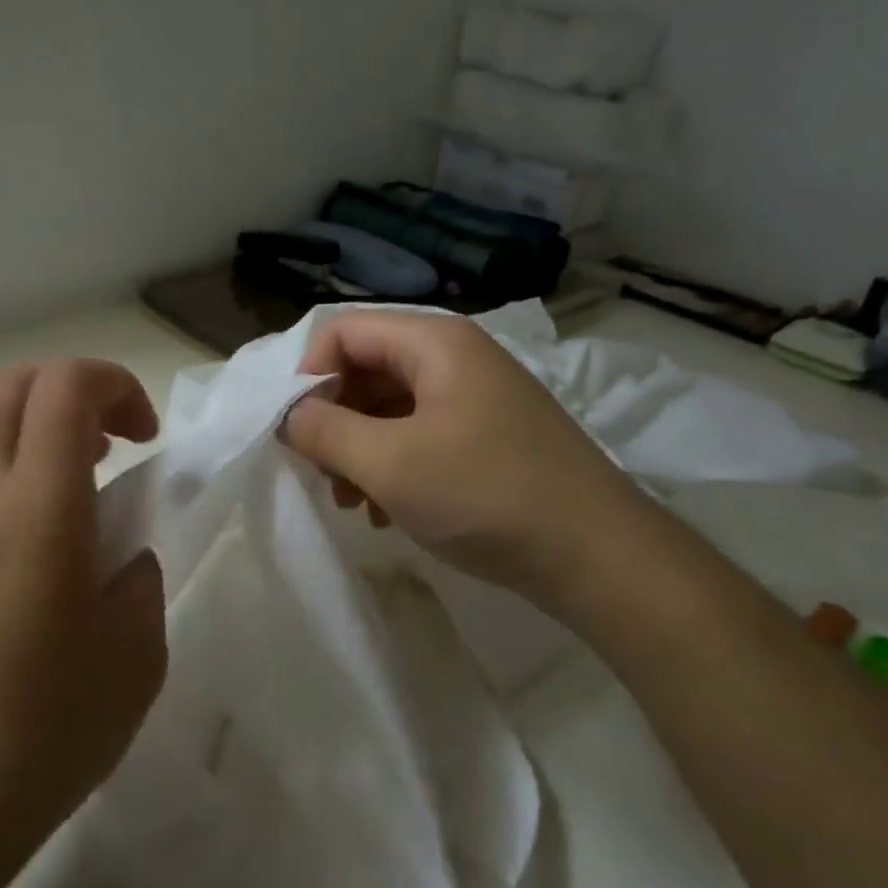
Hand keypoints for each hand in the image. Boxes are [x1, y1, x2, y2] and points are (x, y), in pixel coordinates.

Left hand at [0, 359, 165, 887]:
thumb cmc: (41, 738)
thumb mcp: (135, 658)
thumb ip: (138, 581)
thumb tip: (119, 557)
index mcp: (37, 514)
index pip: (65, 388)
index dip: (116, 384)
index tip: (146, 437)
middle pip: (11, 384)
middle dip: (73, 389)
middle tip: (114, 442)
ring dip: (34, 422)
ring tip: (76, 478)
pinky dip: (4, 463)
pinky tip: (32, 535)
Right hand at [281, 311, 632, 607]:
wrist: (598, 556)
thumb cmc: (486, 496)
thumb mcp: (390, 463)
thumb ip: (324, 431)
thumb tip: (289, 414)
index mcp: (434, 342)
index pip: (343, 331)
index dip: (308, 375)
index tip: (296, 431)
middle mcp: (456, 356)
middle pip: (367, 367)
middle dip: (334, 419)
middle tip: (322, 474)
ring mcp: (476, 396)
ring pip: (391, 406)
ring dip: (360, 449)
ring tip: (352, 503)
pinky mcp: (489, 434)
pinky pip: (421, 433)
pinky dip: (394, 465)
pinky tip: (387, 512)